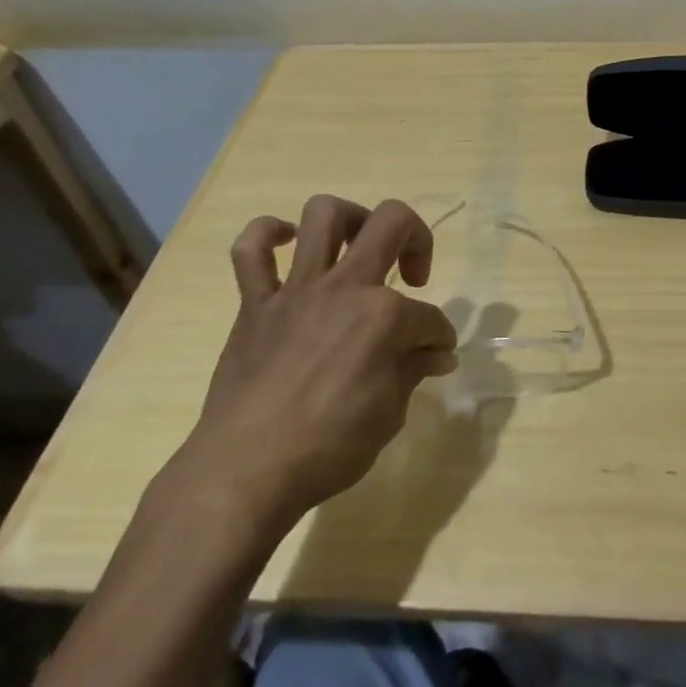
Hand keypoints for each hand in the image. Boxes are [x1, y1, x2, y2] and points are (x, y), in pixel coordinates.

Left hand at [188, 195, 458, 523]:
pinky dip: (267, 236)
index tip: (436, 355)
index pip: (429, 317)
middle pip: (391, 223)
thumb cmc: (329, 448)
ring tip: (359, 243)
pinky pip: (250, 252)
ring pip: (322, 216)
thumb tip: (436, 353)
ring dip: (350, 218)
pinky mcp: (255, 305)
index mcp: (384, 317)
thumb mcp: (390, 415)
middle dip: (417, 238)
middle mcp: (344, 287)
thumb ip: (412, 371)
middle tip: (414, 274)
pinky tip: (286, 242)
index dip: (440, 337)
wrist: (246, 471)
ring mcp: (296, 290)